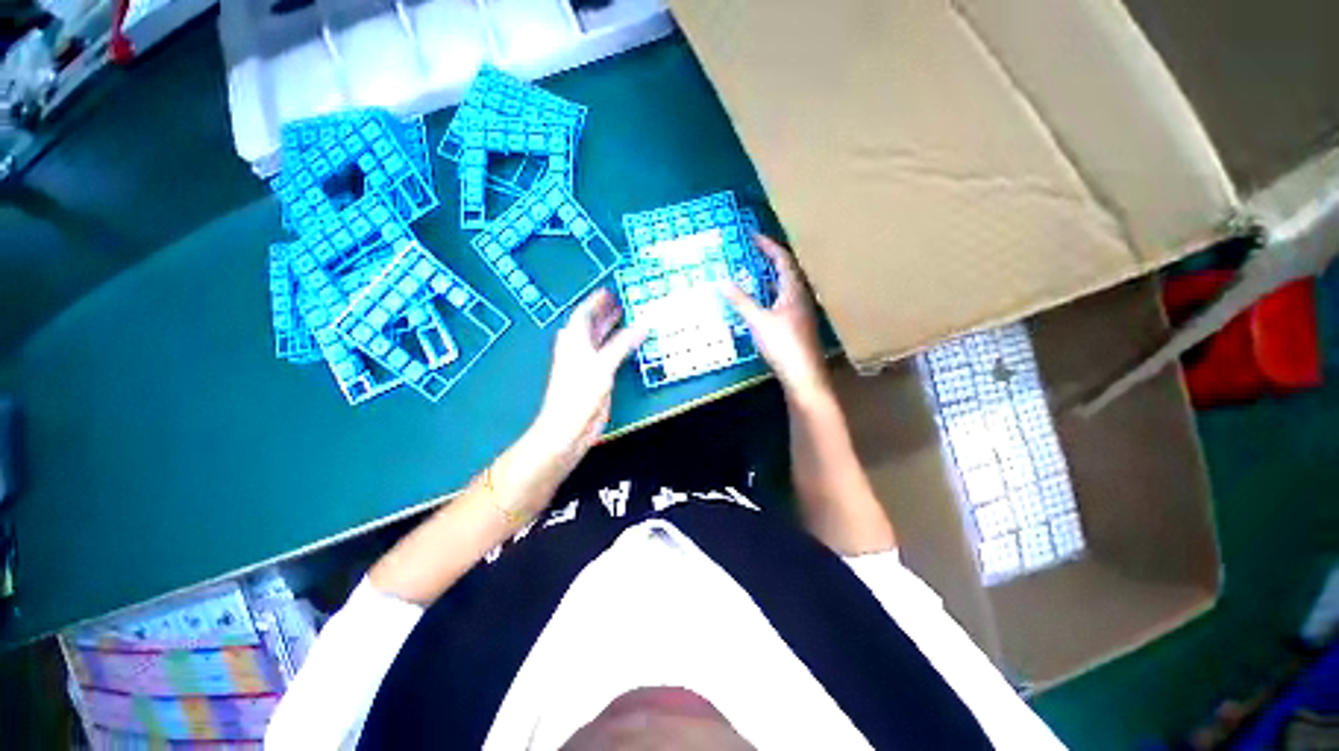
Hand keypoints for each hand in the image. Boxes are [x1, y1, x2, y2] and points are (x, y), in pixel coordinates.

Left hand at [530, 289, 646, 467]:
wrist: (568, 429)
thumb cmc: (578, 395)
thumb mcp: (601, 366)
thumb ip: (622, 345)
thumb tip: (641, 325)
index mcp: (574, 342)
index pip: (583, 315)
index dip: (595, 302)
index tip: (608, 292)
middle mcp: (579, 351)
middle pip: (591, 325)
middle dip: (605, 313)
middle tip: (620, 302)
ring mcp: (587, 365)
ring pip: (599, 340)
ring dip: (611, 329)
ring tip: (626, 318)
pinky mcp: (596, 379)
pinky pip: (608, 355)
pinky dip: (618, 347)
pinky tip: (627, 345)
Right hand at [723, 235, 829, 400]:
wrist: (803, 375)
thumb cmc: (783, 344)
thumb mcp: (758, 321)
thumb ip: (741, 301)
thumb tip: (722, 281)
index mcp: (794, 290)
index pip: (782, 259)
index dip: (768, 245)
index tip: (752, 235)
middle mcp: (801, 296)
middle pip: (787, 270)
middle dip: (770, 257)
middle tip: (753, 250)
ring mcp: (801, 311)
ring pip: (787, 285)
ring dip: (772, 275)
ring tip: (756, 271)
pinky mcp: (798, 324)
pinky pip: (784, 299)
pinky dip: (772, 292)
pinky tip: (763, 301)